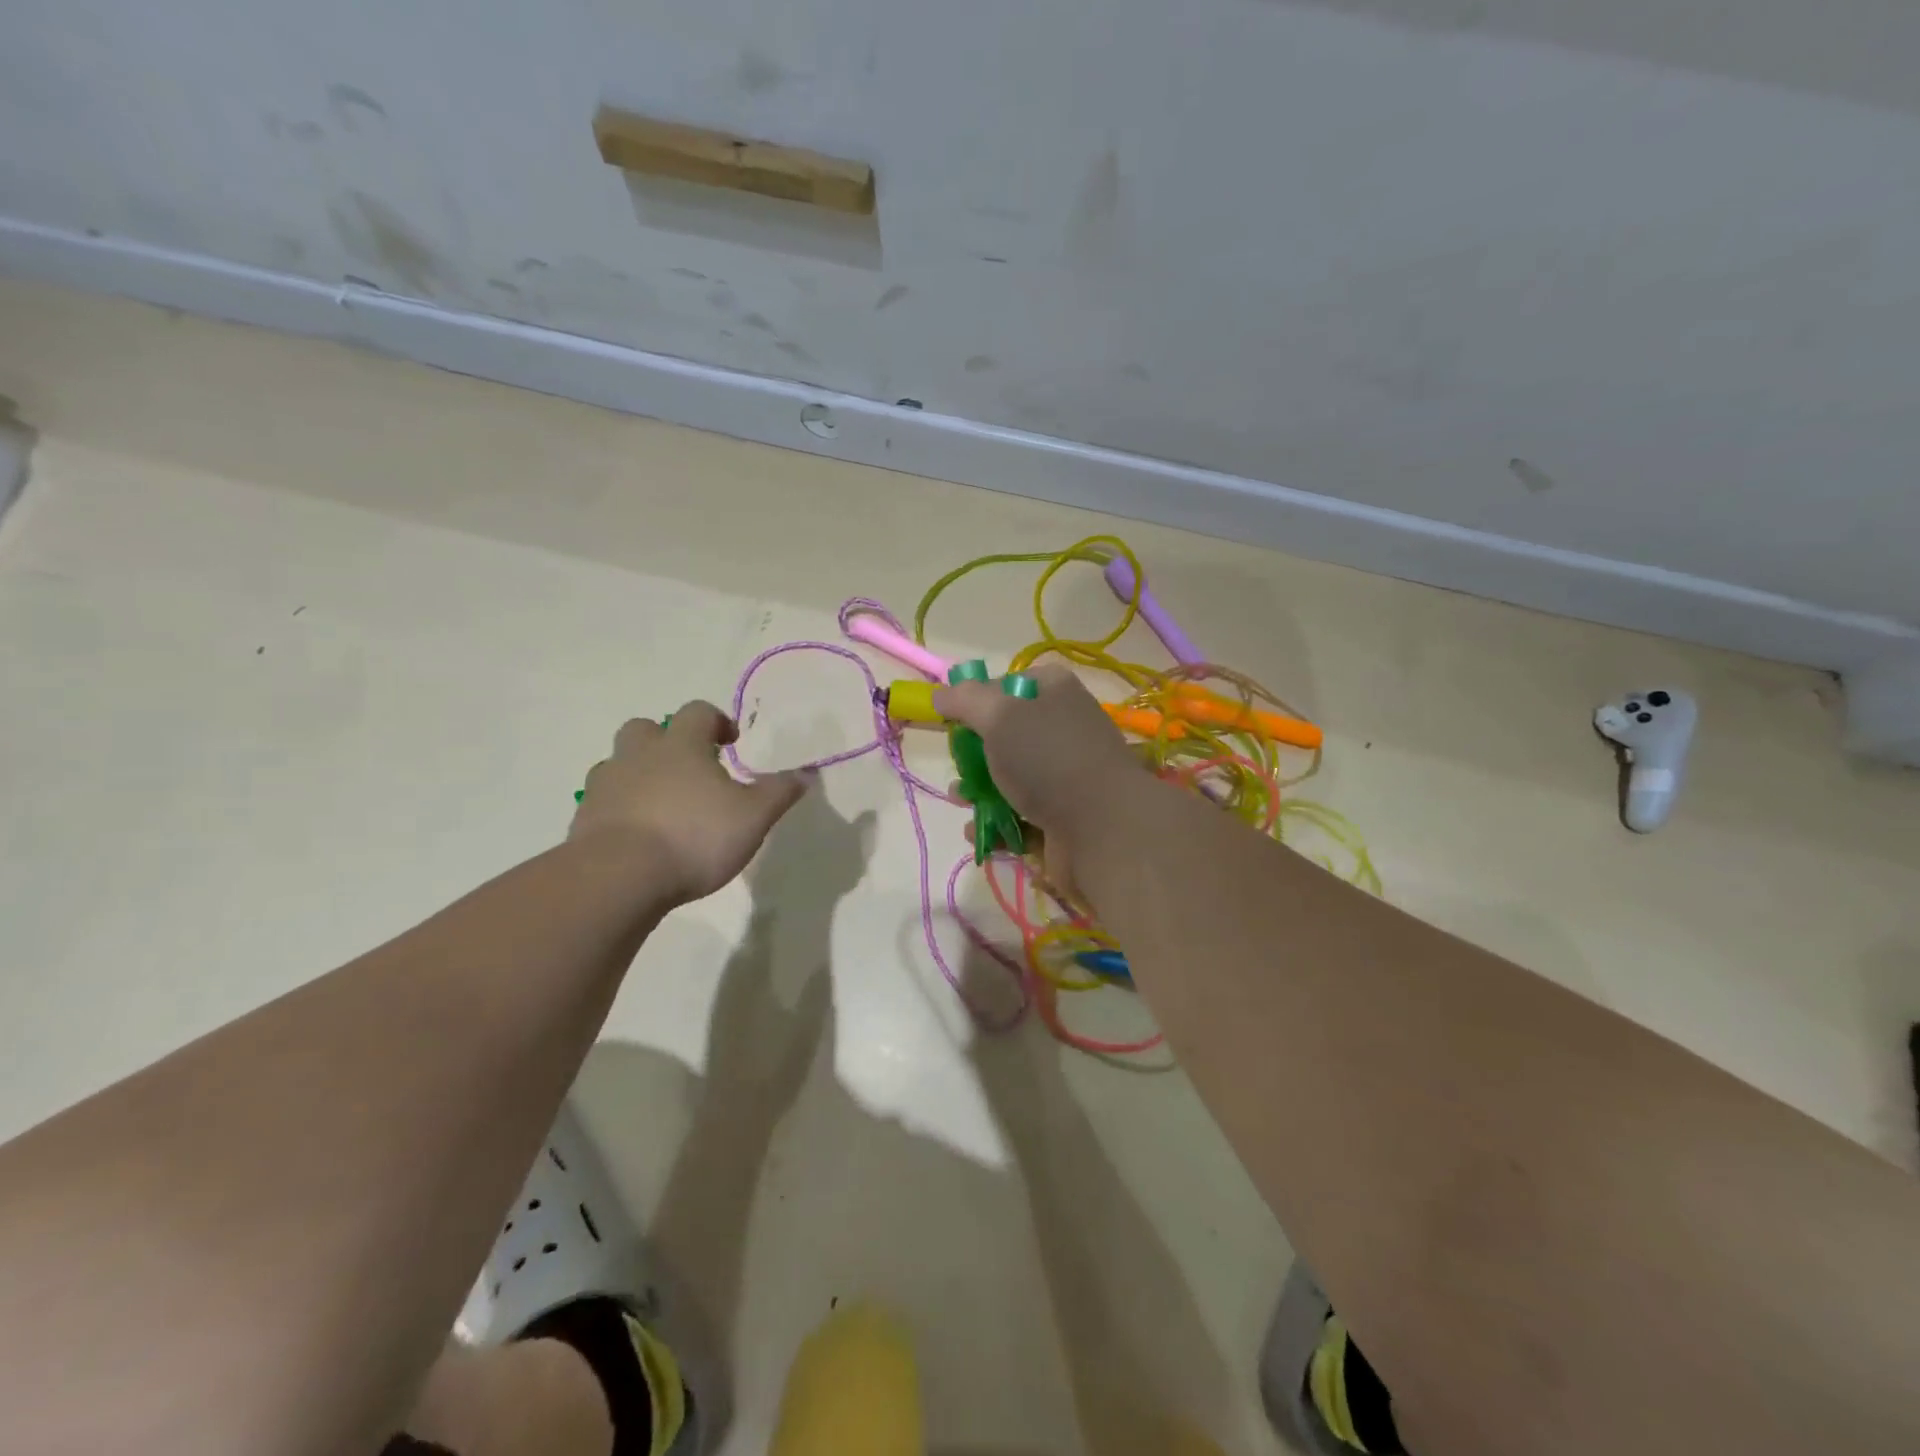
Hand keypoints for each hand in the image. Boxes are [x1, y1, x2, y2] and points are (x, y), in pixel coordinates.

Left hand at [570, 702, 813, 902]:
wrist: (619, 877)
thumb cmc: (695, 837)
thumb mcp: (753, 817)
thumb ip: (779, 792)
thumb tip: (807, 773)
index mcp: (682, 746)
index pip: (698, 712)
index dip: (717, 721)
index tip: (731, 742)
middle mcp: (639, 756)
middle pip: (646, 728)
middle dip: (666, 740)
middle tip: (688, 767)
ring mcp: (606, 786)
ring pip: (618, 764)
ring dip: (638, 773)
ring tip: (661, 803)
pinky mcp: (584, 819)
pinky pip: (603, 802)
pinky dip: (620, 809)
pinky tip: (638, 834)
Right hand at [933, 662, 1146, 865]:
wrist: (1103, 828)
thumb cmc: (1048, 759)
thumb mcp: (1000, 716)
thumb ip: (966, 700)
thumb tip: (940, 694)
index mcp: (1057, 694)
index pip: (1016, 682)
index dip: (984, 695)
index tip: (957, 715)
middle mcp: (1065, 731)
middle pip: (1010, 734)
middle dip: (976, 752)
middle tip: (958, 764)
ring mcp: (1066, 777)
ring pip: (1012, 779)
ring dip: (980, 790)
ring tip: (960, 800)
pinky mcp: (1064, 818)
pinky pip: (1021, 817)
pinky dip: (997, 824)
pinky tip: (978, 832)